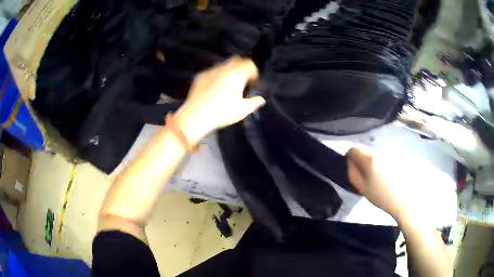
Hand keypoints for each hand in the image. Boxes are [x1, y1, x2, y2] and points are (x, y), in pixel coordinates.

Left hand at [175, 56, 264, 143]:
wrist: (196, 115)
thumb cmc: (222, 113)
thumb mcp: (242, 110)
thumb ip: (254, 103)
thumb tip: (261, 99)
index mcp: (237, 74)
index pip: (249, 64)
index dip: (254, 72)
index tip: (253, 83)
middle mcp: (224, 68)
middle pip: (237, 60)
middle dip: (242, 67)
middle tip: (243, 80)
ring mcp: (211, 71)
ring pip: (224, 65)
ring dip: (229, 71)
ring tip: (228, 84)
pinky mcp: (200, 76)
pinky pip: (212, 71)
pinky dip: (217, 75)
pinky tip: (215, 87)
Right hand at [346, 148, 416, 223]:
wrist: (408, 201)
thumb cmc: (384, 197)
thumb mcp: (363, 189)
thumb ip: (353, 173)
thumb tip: (350, 162)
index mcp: (370, 158)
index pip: (354, 150)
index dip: (351, 159)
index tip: (355, 169)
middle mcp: (381, 150)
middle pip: (367, 151)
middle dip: (365, 162)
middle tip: (370, 177)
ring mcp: (393, 151)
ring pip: (379, 153)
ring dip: (378, 162)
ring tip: (383, 178)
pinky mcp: (402, 155)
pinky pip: (389, 156)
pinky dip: (388, 163)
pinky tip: (393, 175)